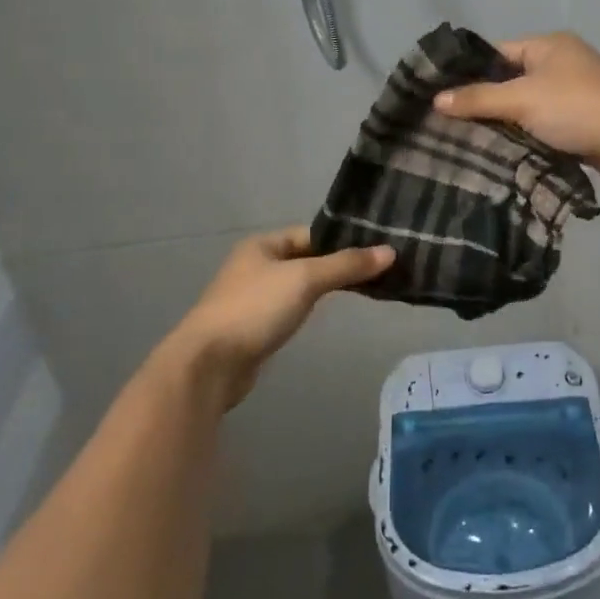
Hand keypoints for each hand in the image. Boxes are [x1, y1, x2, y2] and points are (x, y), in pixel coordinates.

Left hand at [162, 226, 393, 407]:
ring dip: (325, 287)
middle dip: (338, 265)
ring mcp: (253, 297)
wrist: (209, 364)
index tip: (377, 249)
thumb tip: (390, 252)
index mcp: (262, 244)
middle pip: (306, 258)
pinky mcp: (254, 327)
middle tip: (378, 271)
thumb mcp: (305, 280)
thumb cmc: (255, 309)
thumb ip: (346, 266)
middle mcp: (256, 265)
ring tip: (363, 290)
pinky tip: (327, 315)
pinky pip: (290, 308)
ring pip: (299, 285)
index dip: (343, 240)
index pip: (312, 234)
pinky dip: (310, 308)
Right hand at [435, 32, 599, 184]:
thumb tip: (437, 100)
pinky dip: (527, 137)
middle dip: (486, 102)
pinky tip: (504, 153)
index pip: (497, 53)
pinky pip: (544, 126)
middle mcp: (561, 64)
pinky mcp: (582, 122)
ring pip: (528, 107)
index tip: (441, 96)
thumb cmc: (577, 107)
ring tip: (470, 141)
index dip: (470, 72)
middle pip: (511, 81)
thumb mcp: (522, 99)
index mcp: (548, 46)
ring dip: (507, 124)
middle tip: (451, 124)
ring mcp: (574, 94)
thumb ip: (479, 99)